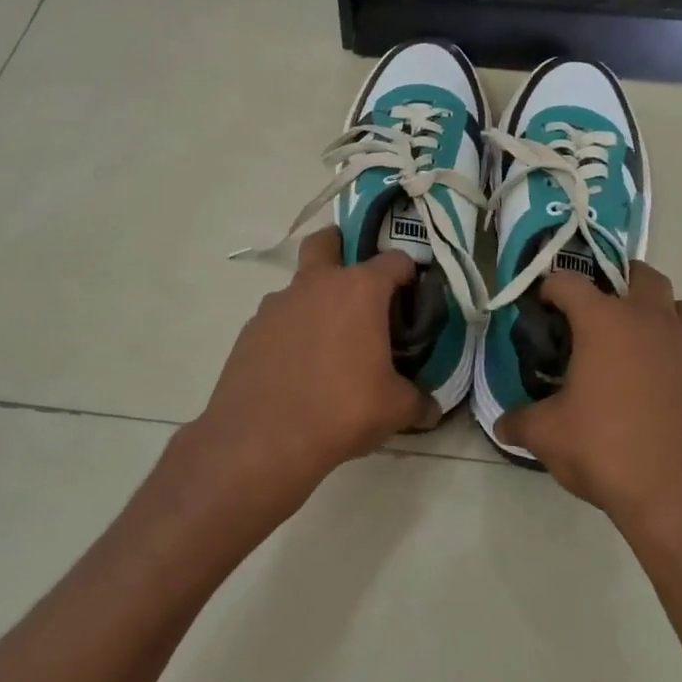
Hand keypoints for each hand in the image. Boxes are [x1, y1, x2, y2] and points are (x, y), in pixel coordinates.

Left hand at [181, 227, 440, 517]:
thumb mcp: (395, 409)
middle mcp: (316, 284)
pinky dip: (291, 330)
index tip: (413, 296)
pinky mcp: (250, 329)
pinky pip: (279, 318)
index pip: (395, 261)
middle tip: (357, 283)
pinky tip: (297, 365)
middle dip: (342, 247)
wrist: (262, 439)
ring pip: (300, 284)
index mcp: (360, 290)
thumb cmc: (341, 411)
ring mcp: (277, 304)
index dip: (409, 274)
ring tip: (328, 341)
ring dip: (315, 299)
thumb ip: (419, 401)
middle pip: (327, 242)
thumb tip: (431, 408)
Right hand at [496, 263, 681, 538]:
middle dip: (616, 281)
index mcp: (605, 323)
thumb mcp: (548, 437)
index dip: (551, 288)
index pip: (570, 283)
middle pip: (640, 275)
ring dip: (655, 310)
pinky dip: (674, 347)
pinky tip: (656, 382)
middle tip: (595, 311)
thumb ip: (520, 422)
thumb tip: (502, 425)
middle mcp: (650, 321)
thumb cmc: (608, 452)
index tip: (542, 306)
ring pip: (676, 305)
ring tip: (632, 341)